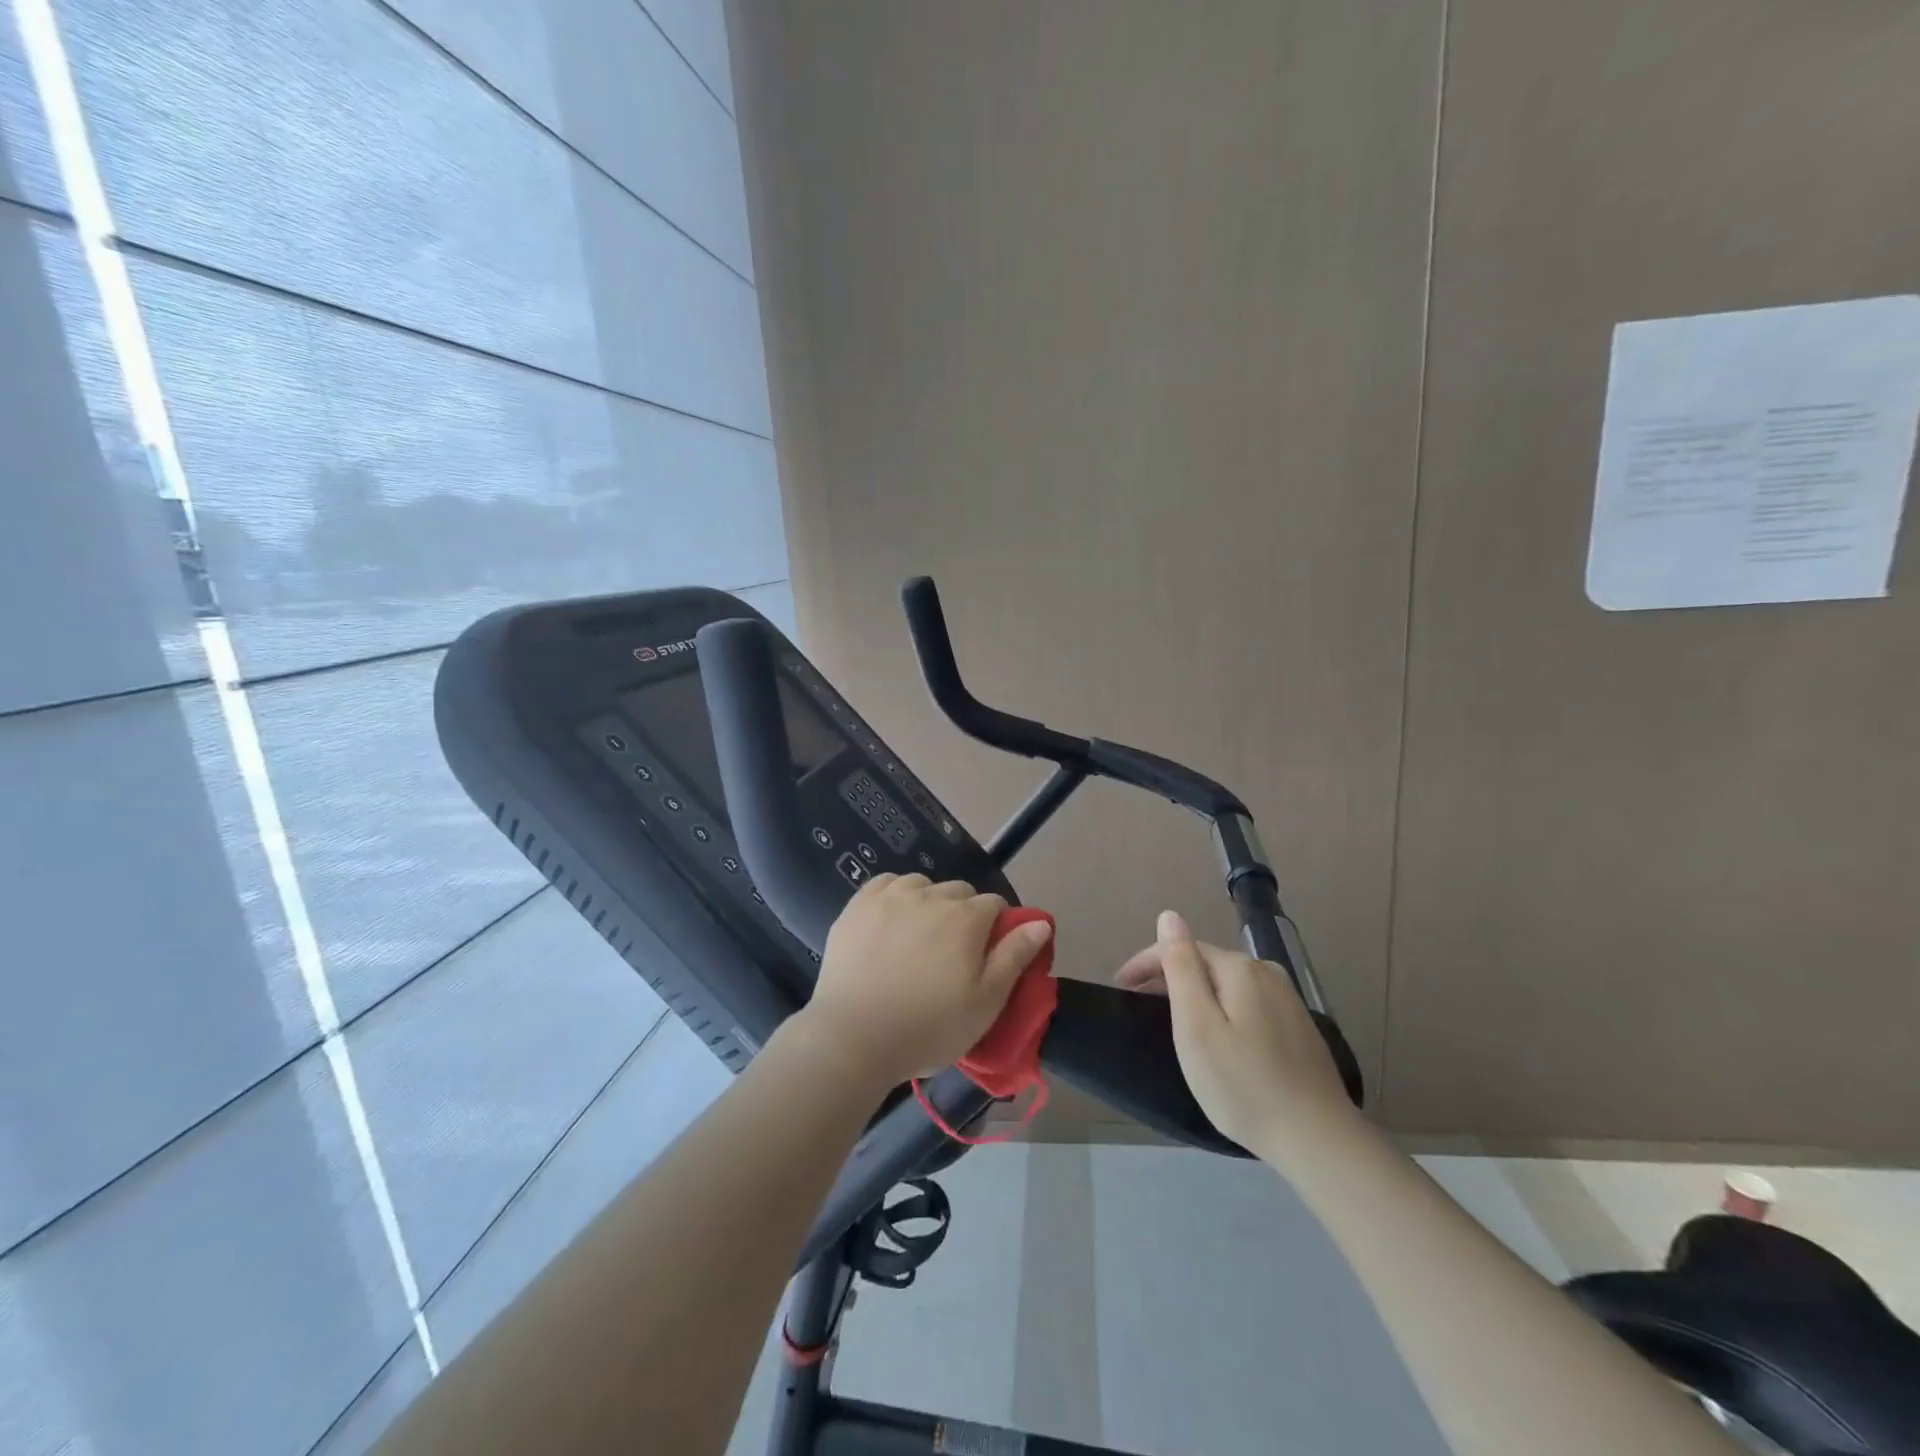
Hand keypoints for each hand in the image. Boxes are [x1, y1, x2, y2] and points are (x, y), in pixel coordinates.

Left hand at [796, 874, 1052, 1089]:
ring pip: (922, 885)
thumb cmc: (928, 1027)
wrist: (853, 1038)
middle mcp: (930, 895)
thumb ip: (1015, 956)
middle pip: (959, 892)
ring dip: (928, 903)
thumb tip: (1041, 922)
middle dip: (963, 915)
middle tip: (951, 955)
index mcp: (966, 917)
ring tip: (918, 939)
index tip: (985, 957)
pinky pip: (887, 884)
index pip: (995, 905)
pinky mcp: (858, 904)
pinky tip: (891, 922)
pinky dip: (895, 896)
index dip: (996, 928)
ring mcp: (891, 896)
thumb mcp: (986, 1002)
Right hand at [1121, 910, 1356, 1158]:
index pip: (1182, 947)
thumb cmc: (1243, 1084)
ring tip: (1173, 1018)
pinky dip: (1222, 1008)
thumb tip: (1169, 917)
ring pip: (1227, 983)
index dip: (1146, 963)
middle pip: (1206, 962)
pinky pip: (1247, 1001)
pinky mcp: (1299, 1025)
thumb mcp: (1197, 1025)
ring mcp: (1287, 998)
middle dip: (1170, 976)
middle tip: (1141, 1006)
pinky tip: (1218, 1034)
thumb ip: (1181, 967)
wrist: (1318, 1140)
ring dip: (1197, 992)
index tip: (1120, 988)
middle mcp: (1266, 972)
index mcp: (1239, 968)